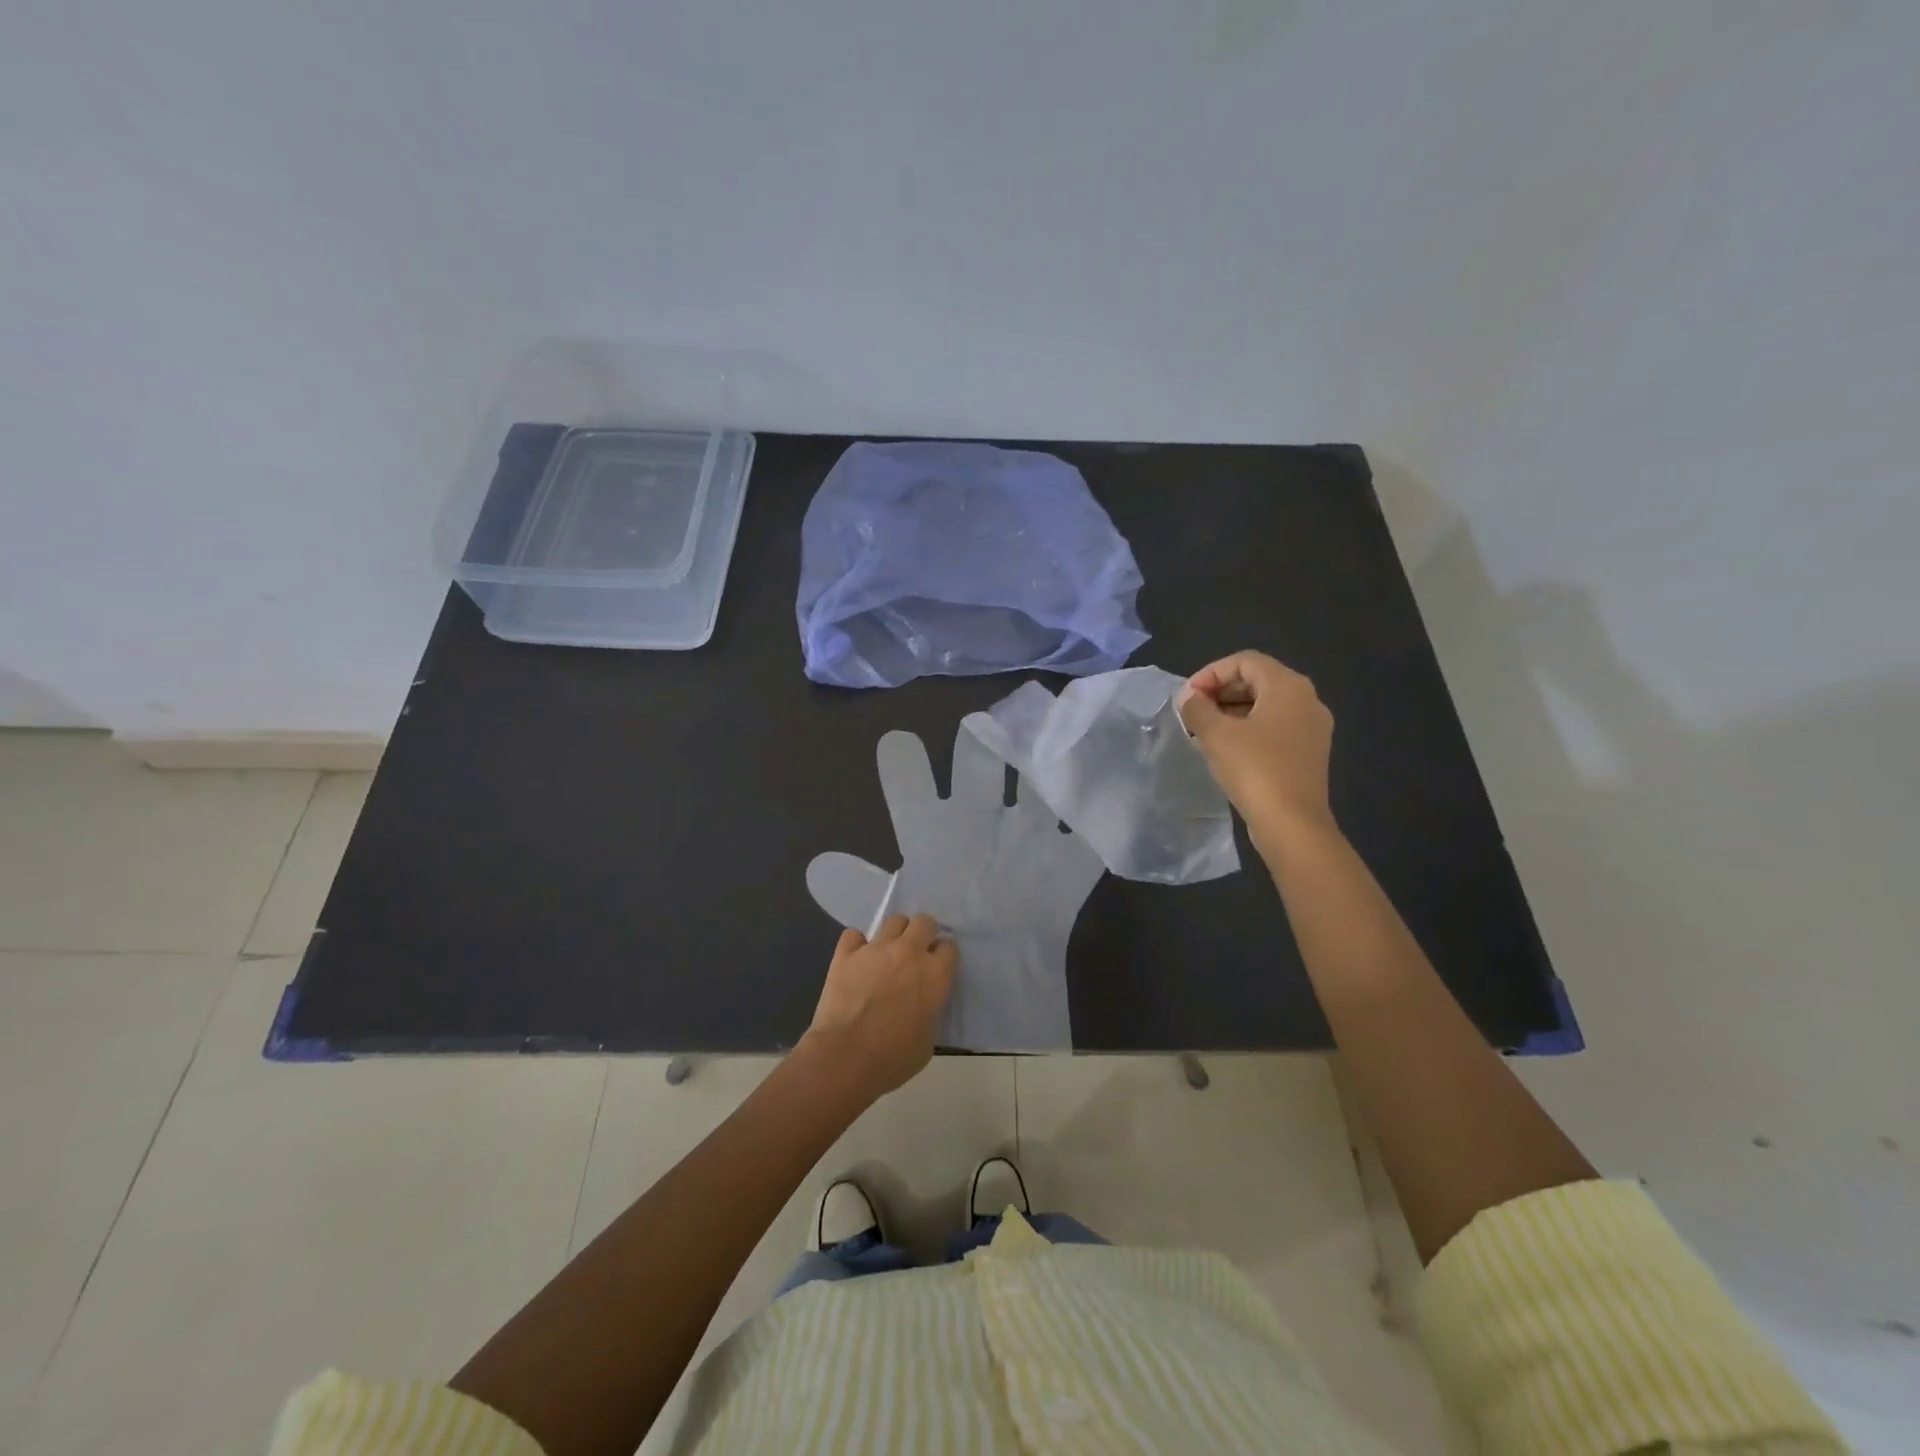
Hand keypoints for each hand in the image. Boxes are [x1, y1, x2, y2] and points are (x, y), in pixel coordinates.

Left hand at [802, 913, 957, 1099]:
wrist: (845, 1057)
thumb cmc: (893, 1058)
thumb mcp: (928, 1040)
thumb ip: (930, 1011)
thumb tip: (921, 1005)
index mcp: (935, 974)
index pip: (950, 947)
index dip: (943, 957)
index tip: (937, 969)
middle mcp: (909, 952)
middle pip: (925, 922)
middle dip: (924, 933)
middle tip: (916, 953)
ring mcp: (876, 949)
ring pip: (894, 920)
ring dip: (895, 934)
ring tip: (888, 952)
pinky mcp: (846, 953)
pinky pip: (854, 935)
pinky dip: (857, 944)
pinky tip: (857, 959)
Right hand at [1176, 651, 1336, 850]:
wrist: (1292, 824)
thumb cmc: (1254, 769)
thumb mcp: (1215, 734)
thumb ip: (1198, 708)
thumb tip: (1190, 697)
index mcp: (1288, 686)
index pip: (1244, 661)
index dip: (1210, 673)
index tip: (1187, 698)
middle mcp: (1307, 700)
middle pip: (1257, 680)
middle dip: (1220, 692)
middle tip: (1191, 713)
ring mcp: (1312, 728)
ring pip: (1265, 706)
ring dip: (1230, 712)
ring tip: (1202, 732)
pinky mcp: (1309, 753)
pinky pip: (1274, 728)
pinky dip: (1247, 730)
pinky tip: (1224, 750)